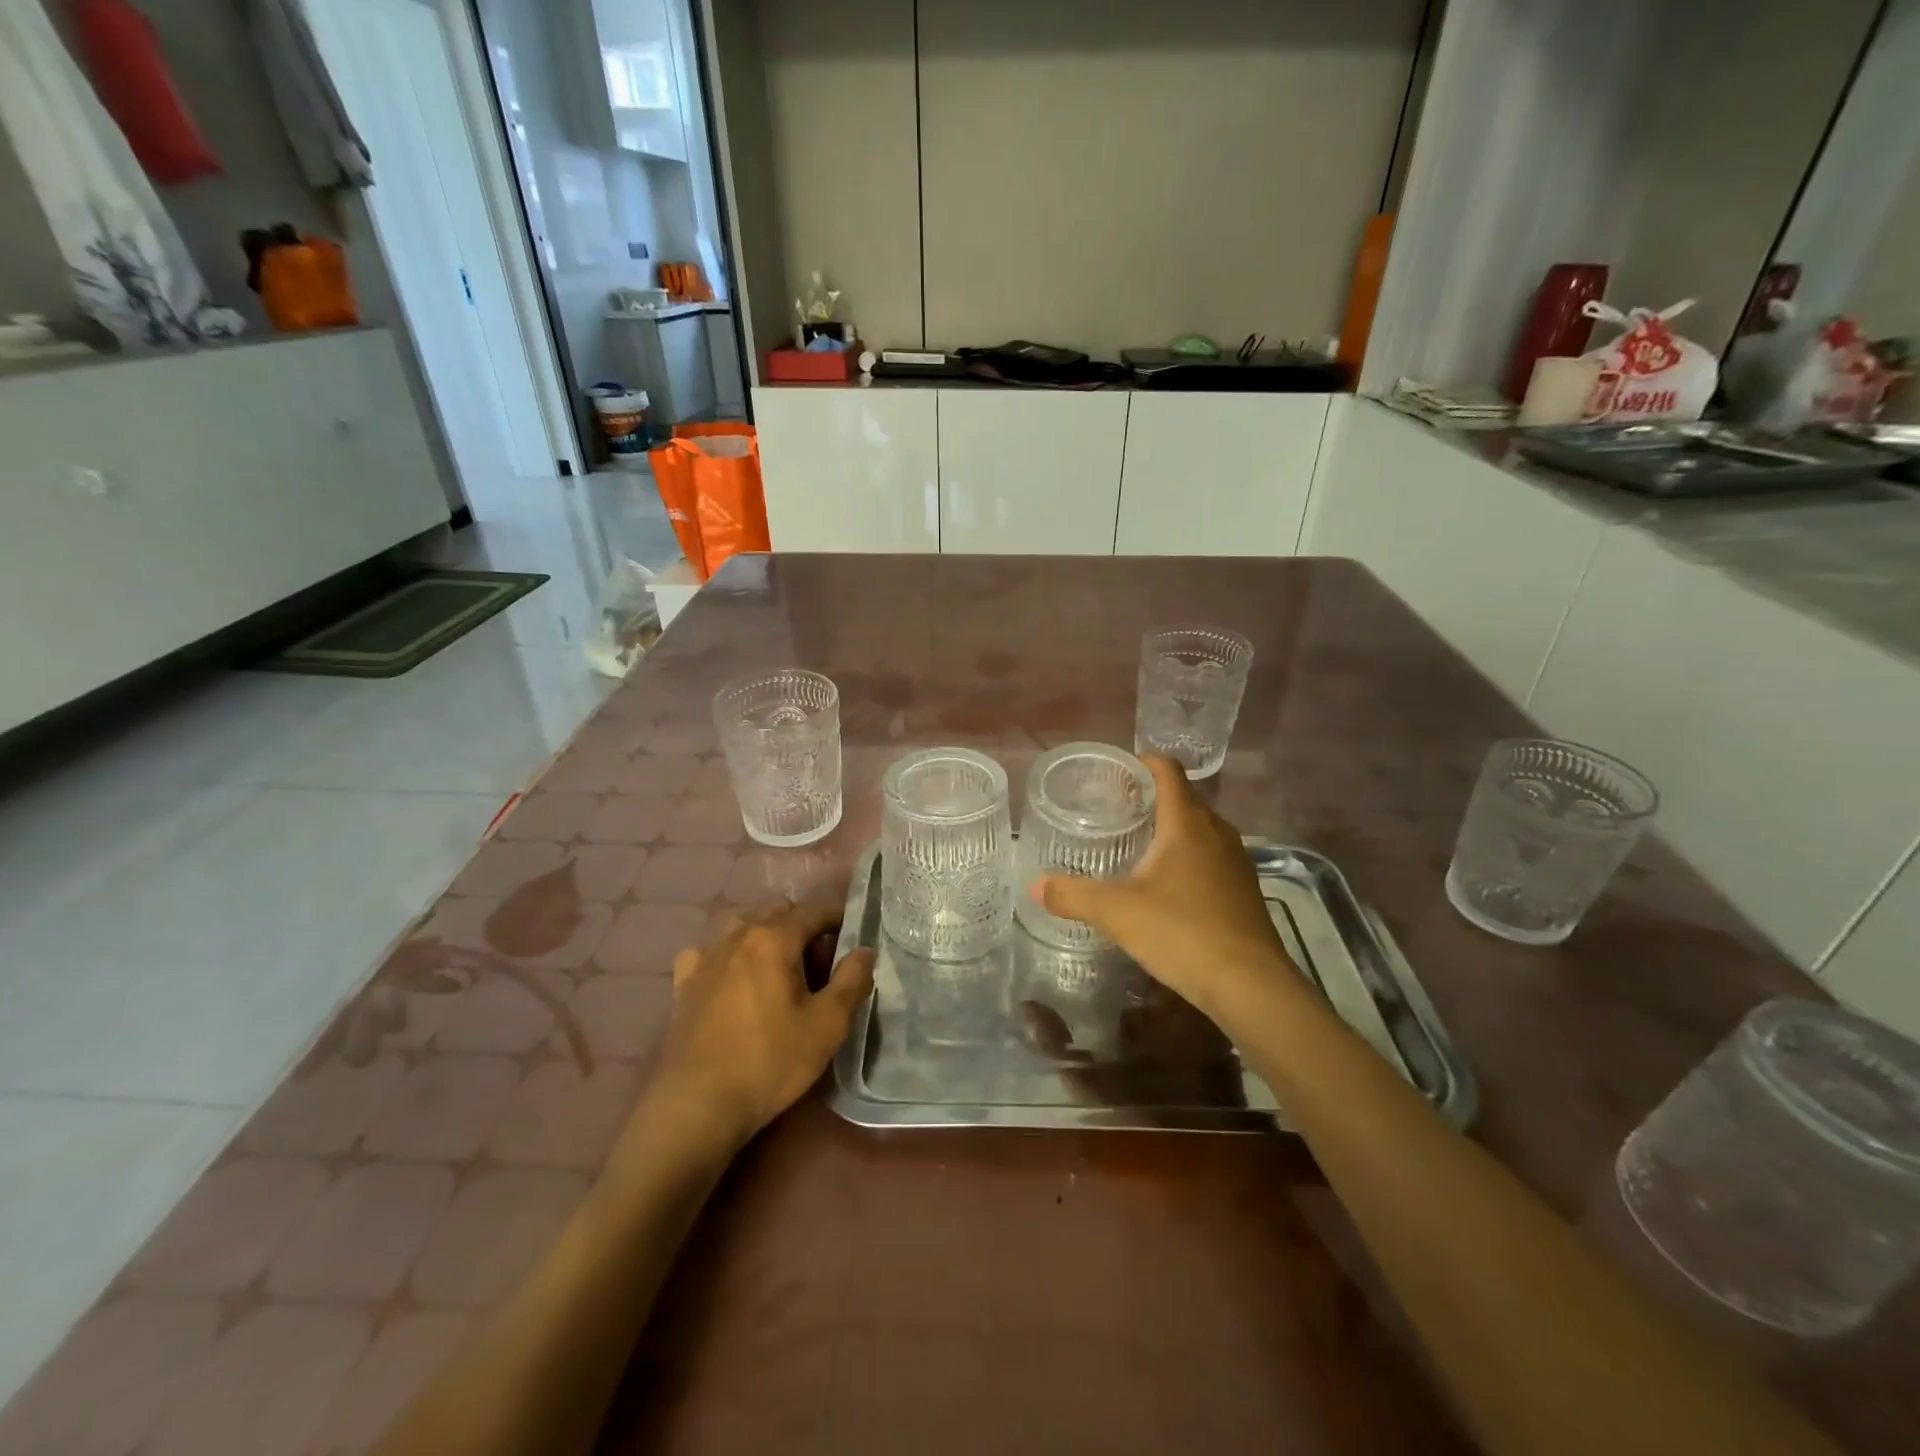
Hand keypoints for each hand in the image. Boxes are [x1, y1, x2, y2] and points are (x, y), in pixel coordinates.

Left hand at [648, 899, 874, 1152]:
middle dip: (802, 924)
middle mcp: (738, 935)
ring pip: (741, 925)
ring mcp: (706, 957)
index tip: (853, 935)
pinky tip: (730, 979)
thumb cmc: (770, 1061)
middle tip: (818, 961)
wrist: (697, 1104)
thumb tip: (864, 950)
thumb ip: (852, 980)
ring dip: (764, 935)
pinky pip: (708, 952)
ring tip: (778, 968)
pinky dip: (725, 956)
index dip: (838, 917)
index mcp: (774, 938)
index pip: (814, 910)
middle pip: (776, 911)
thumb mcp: (827, 1025)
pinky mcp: (684, 984)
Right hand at [1035, 756, 1303, 1028]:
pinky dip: (1187, 858)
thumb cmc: (1182, 932)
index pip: (1168, 770)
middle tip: (1114, 812)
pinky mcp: (1244, 890)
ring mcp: (1236, 861)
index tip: (1116, 772)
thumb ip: (1073, 894)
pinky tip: (1166, 887)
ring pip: (1199, 829)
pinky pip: (1211, 857)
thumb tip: (1035, 885)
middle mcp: (1217, 832)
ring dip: (1170, 830)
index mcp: (1186, 822)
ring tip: (1136, 846)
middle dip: (1150, 798)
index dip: (1142, 762)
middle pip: (1183, 798)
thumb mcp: (1117, 913)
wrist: (1251, 986)